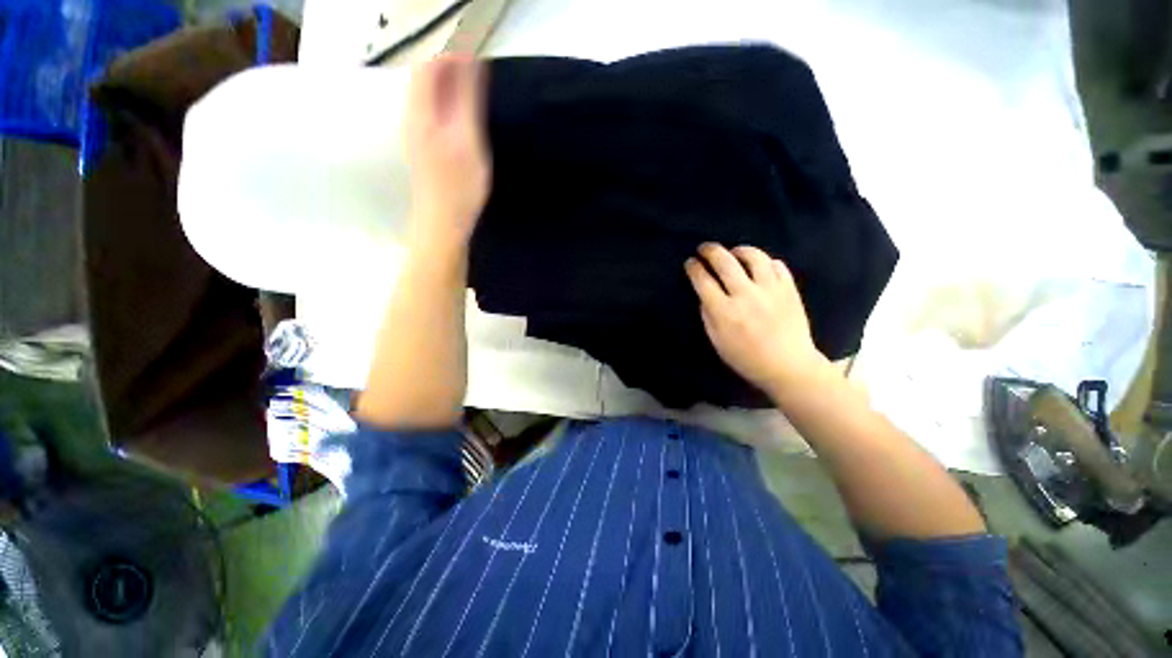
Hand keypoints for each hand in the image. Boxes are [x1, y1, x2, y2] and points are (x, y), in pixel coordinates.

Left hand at [404, 54, 491, 252]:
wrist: (442, 225)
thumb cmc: (458, 187)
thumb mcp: (468, 140)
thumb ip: (467, 100)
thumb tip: (470, 59)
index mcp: (421, 111)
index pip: (430, 65)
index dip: (454, 56)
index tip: (480, 60)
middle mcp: (413, 118)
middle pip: (427, 80)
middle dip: (454, 71)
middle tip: (482, 80)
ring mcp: (417, 135)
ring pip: (431, 99)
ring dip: (453, 91)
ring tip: (478, 98)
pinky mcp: (425, 150)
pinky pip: (435, 117)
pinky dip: (451, 110)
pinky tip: (466, 123)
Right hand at [685, 243, 827, 394]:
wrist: (788, 366)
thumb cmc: (746, 358)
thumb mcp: (717, 341)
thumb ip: (708, 315)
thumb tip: (704, 293)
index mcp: (725, 312)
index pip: (703, 281)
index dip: (694, 268)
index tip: (690, 263)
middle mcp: (746, 295)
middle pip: (725, 262)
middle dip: (710, 251)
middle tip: (704, 248)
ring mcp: (771, 290)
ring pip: (754, 257)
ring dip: (739, 250)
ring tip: (734, 252)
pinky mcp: (789, 289)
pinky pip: (777, 265)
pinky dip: (765, 261)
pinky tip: (759, 266)